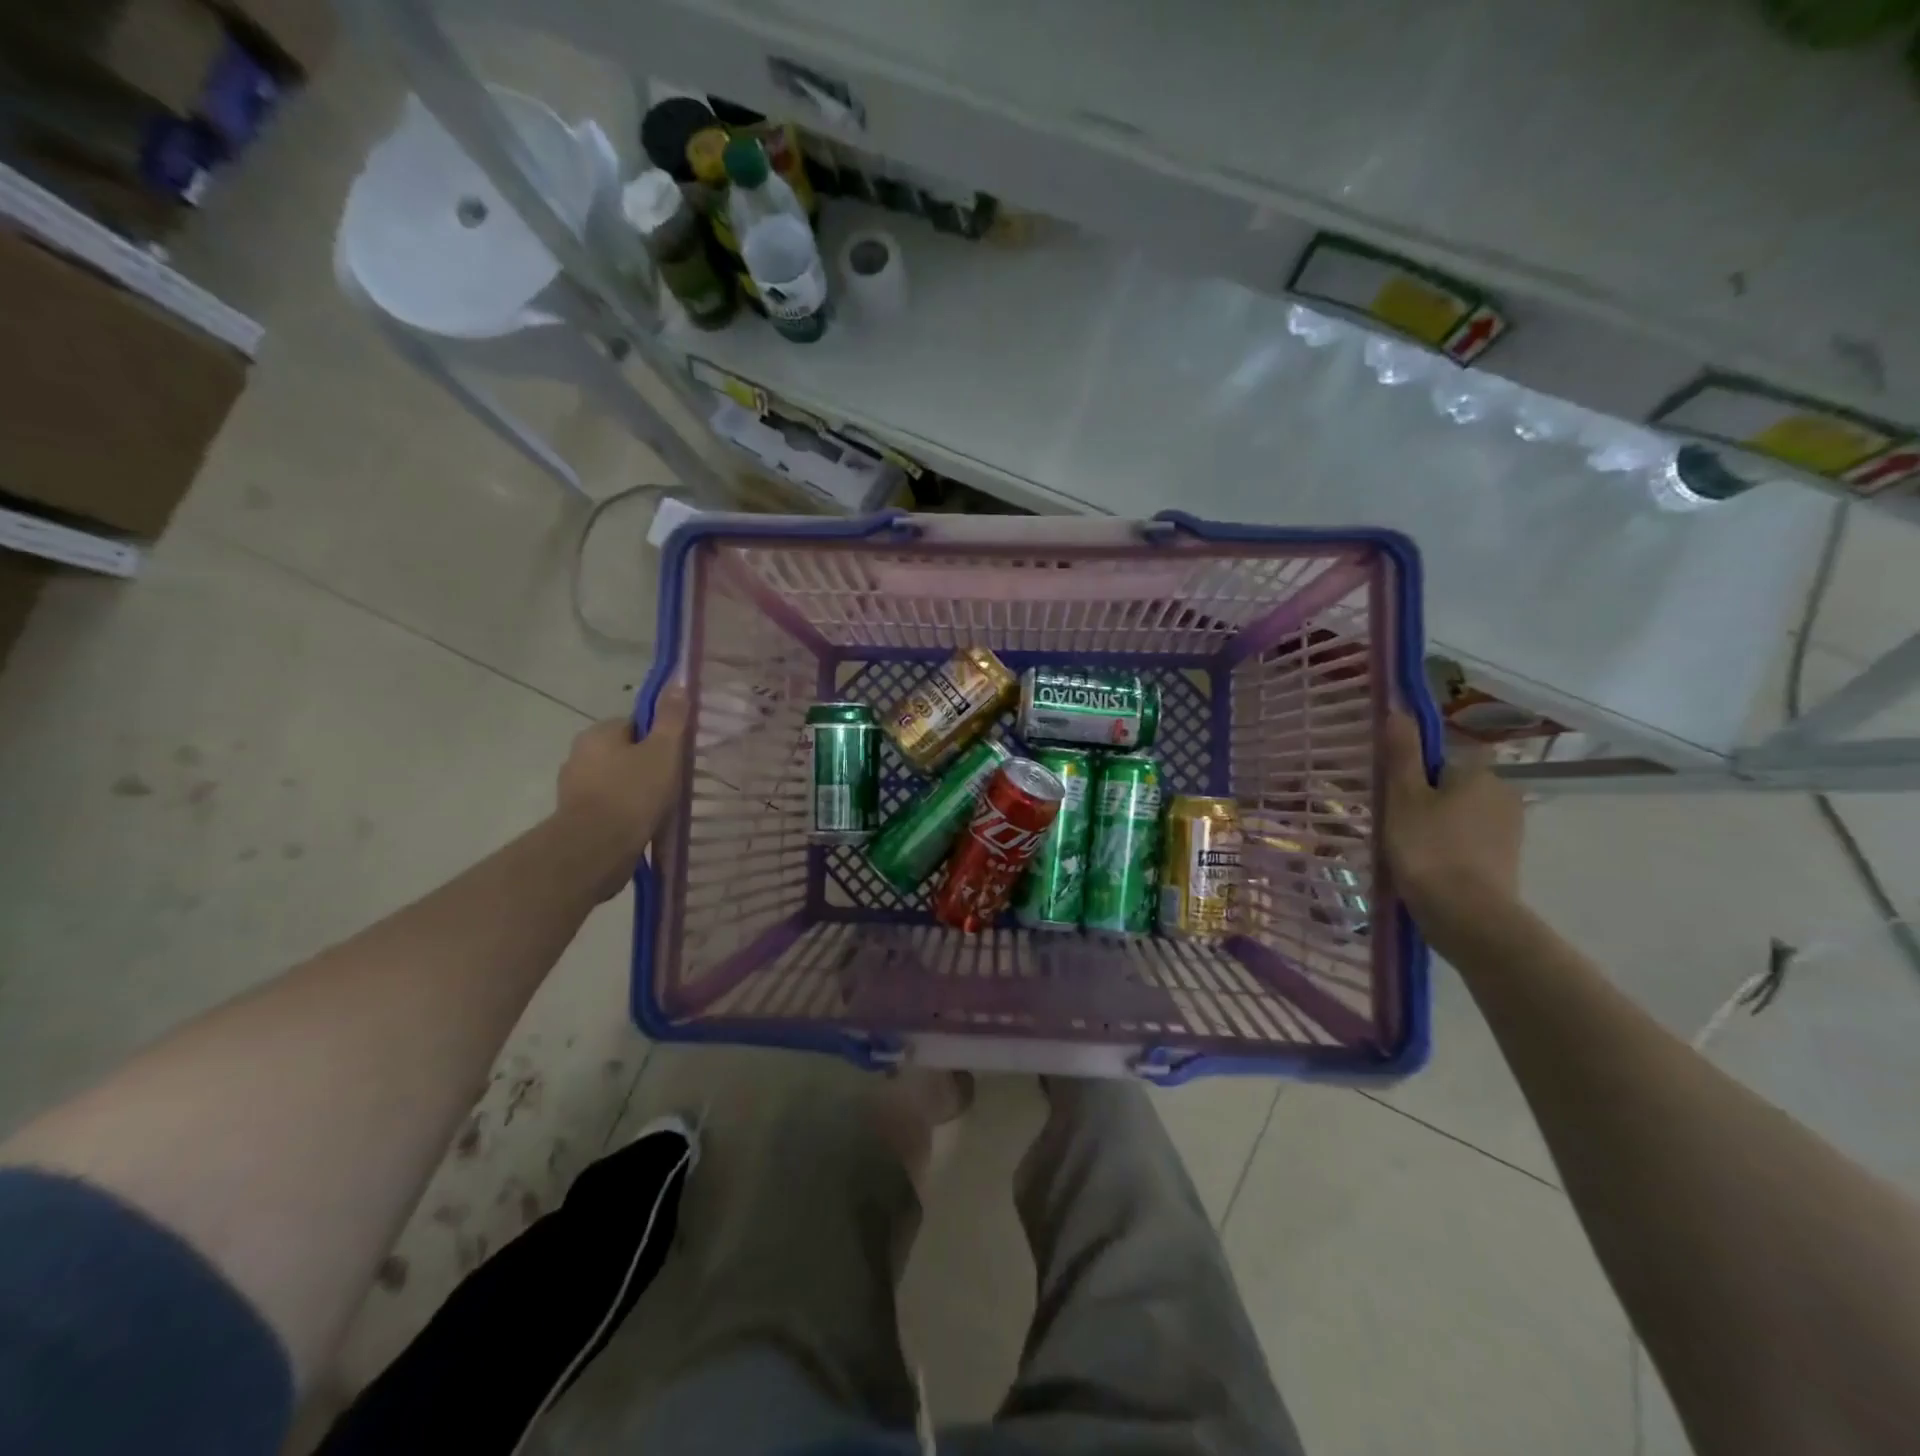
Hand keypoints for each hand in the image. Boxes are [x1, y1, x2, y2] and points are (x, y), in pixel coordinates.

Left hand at [555, 687, 688, 893]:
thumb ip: (672, 718)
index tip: (676, 756)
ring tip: (661, 808)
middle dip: (646, 766)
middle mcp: (579, 755)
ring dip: (635, 791)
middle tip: (673, 783)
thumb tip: (678, 681)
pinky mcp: (576, 818)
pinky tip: (643, 825)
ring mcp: (574, 788)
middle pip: (624, 753)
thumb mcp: (663, 750)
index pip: (634, 725)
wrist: (597, 848)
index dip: (659, 738)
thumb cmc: (633, 792)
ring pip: (615, 781)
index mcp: (598, 733)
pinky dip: (625, 813)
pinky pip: (608, 807)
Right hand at [1383, 713, 1522, 923]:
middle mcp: (1504, 793)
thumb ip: (1403, 753)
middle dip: (1428, 800)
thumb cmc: (1428, 847)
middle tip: (1394, 823)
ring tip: (1407, 849)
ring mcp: (1510, 830)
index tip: (1393, 795)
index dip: (1416, 774)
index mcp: (1479, 772)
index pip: (1443, 759)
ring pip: (1462, 815)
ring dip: (1438, 825)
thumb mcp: (1403, 796)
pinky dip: (1451, 849)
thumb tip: (1400, 710)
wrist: (1466, 915)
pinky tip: (1428, 866)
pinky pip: (1471, 842)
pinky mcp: (1507, 860)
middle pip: (1454, 786)